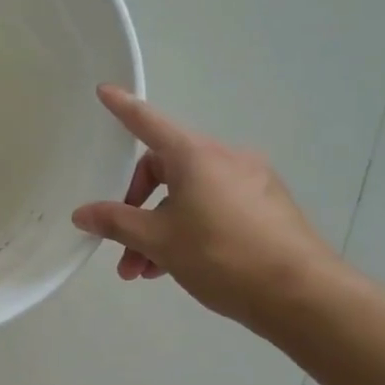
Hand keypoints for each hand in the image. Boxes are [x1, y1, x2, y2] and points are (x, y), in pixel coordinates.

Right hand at [71, 85, 335, 327]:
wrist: (301, 294)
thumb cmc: (221, 256)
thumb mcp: (159, 241)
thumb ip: (115, 223)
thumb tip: (83, 213)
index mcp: (197, 156)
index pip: (149, 123)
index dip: (123, 108)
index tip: (104, 90)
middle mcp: (226, 159)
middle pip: (165, 170)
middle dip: (136, 208)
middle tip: (121, 247)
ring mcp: (251, 182)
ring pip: (188, 197)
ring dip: (159, 230)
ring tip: (143, 271)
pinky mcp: (266, 208)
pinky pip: (213, 209)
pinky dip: (188, 231)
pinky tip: (176, 268)